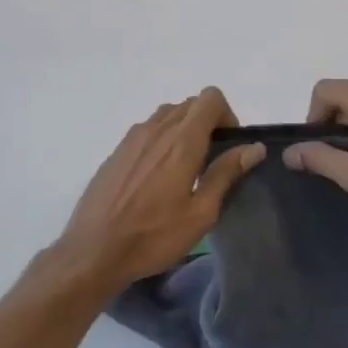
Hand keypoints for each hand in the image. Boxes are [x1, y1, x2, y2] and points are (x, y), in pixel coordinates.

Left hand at [57, 88, 265, 291]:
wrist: (94, 249)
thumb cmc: (154, 236)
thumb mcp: (200, 213)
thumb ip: (226, 173)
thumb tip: (254, 147)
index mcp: (182, 141)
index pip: (210, 98)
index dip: (226, 115)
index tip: (227, 145)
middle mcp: (157, 129)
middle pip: (190, 104)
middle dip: (207, 122)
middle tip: (210, 160)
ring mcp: (133, 137)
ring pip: (167, 114)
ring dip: (183, 129)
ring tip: (184, 167)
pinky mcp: (117, 150)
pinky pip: (147, 129)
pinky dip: (161, 138)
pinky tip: (157, 175)